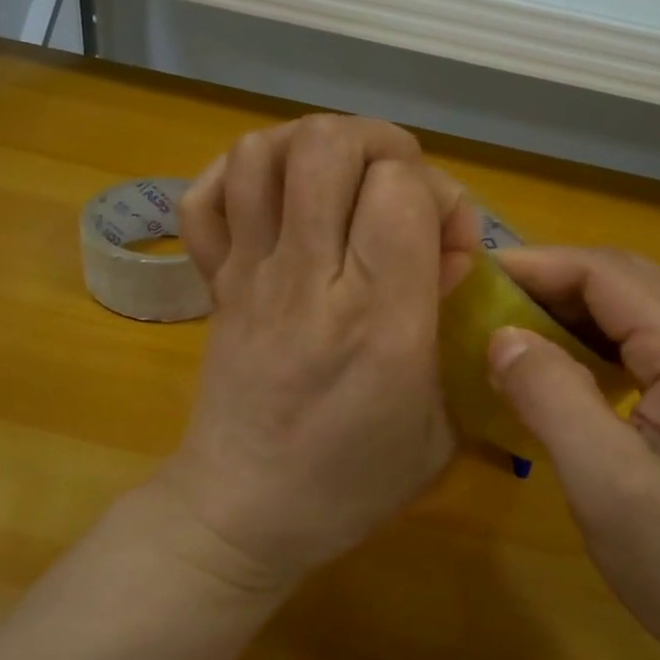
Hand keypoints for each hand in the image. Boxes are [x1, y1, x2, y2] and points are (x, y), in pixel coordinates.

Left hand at [157, 115, 478, 590]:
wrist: (239, 514)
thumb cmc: (350, 484)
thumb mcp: (438, 428)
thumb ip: (455, 332)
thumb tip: (449, 255)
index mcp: (377, 323)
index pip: (401, 191)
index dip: (439, 195)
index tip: (448, 245)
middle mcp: (307, 281)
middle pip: (327, 147)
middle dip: (379, 145)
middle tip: (399, 189)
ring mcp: (248, 275)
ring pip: (263, 154)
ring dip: (313, 147)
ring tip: (344, 183)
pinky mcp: (213, 282)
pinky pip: (204, 197)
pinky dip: (240, 176)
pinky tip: (277, 201)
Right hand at [487, 247, 659, 659]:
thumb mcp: (605, 484)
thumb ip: (549, 396)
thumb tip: (502, 335)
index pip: (608, 273)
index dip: (537, 265)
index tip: (475, 278)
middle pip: (630, 282)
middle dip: (556, 282)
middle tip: (489, 305)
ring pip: (645, 313)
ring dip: (580, 313)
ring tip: (519, 334)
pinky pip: (659, 348)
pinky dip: (606, 345)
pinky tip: (574, 376)